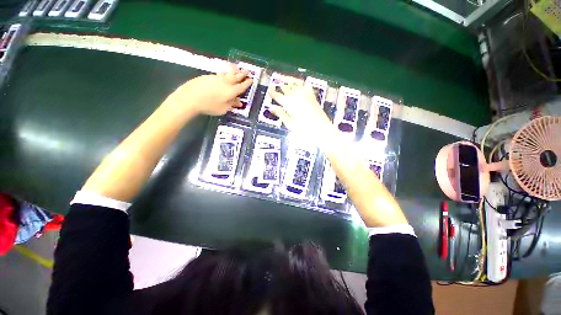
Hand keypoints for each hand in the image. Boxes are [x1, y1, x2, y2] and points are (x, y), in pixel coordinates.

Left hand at [170, 69, 252, 115]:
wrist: (190, 98)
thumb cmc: (209, 106)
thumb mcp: (223, 109)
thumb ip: (231, 104)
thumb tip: (239, 102)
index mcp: (231, 91)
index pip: (241, 86)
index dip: (247, 83)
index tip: (251, 79)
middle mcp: (225, 82)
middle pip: (236, 77)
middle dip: (242, 74)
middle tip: (247, 70)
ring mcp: (216, 78)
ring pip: (228, 74)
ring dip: (234, 72)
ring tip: (237, 70)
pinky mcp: (208, 77)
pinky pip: (220, 75)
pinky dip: (225, 74)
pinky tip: (225, 75)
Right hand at [269, 82, 334, 141]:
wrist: (320, 128)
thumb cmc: (303, 128)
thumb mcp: (289, 123)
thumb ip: (280, 114)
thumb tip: (272, 108)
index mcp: (289, 103)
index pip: (278, 96)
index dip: (273, 93)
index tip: (270, 91)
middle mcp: (296, 96)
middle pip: (287, 88)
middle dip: (281, 86)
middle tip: (277, 83)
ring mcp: (305, 95)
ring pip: (295, 84)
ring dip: (289, 82)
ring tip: (285, 80)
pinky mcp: (312, 96)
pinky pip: (305, 86)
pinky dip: (300, 84)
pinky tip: (299, 84)